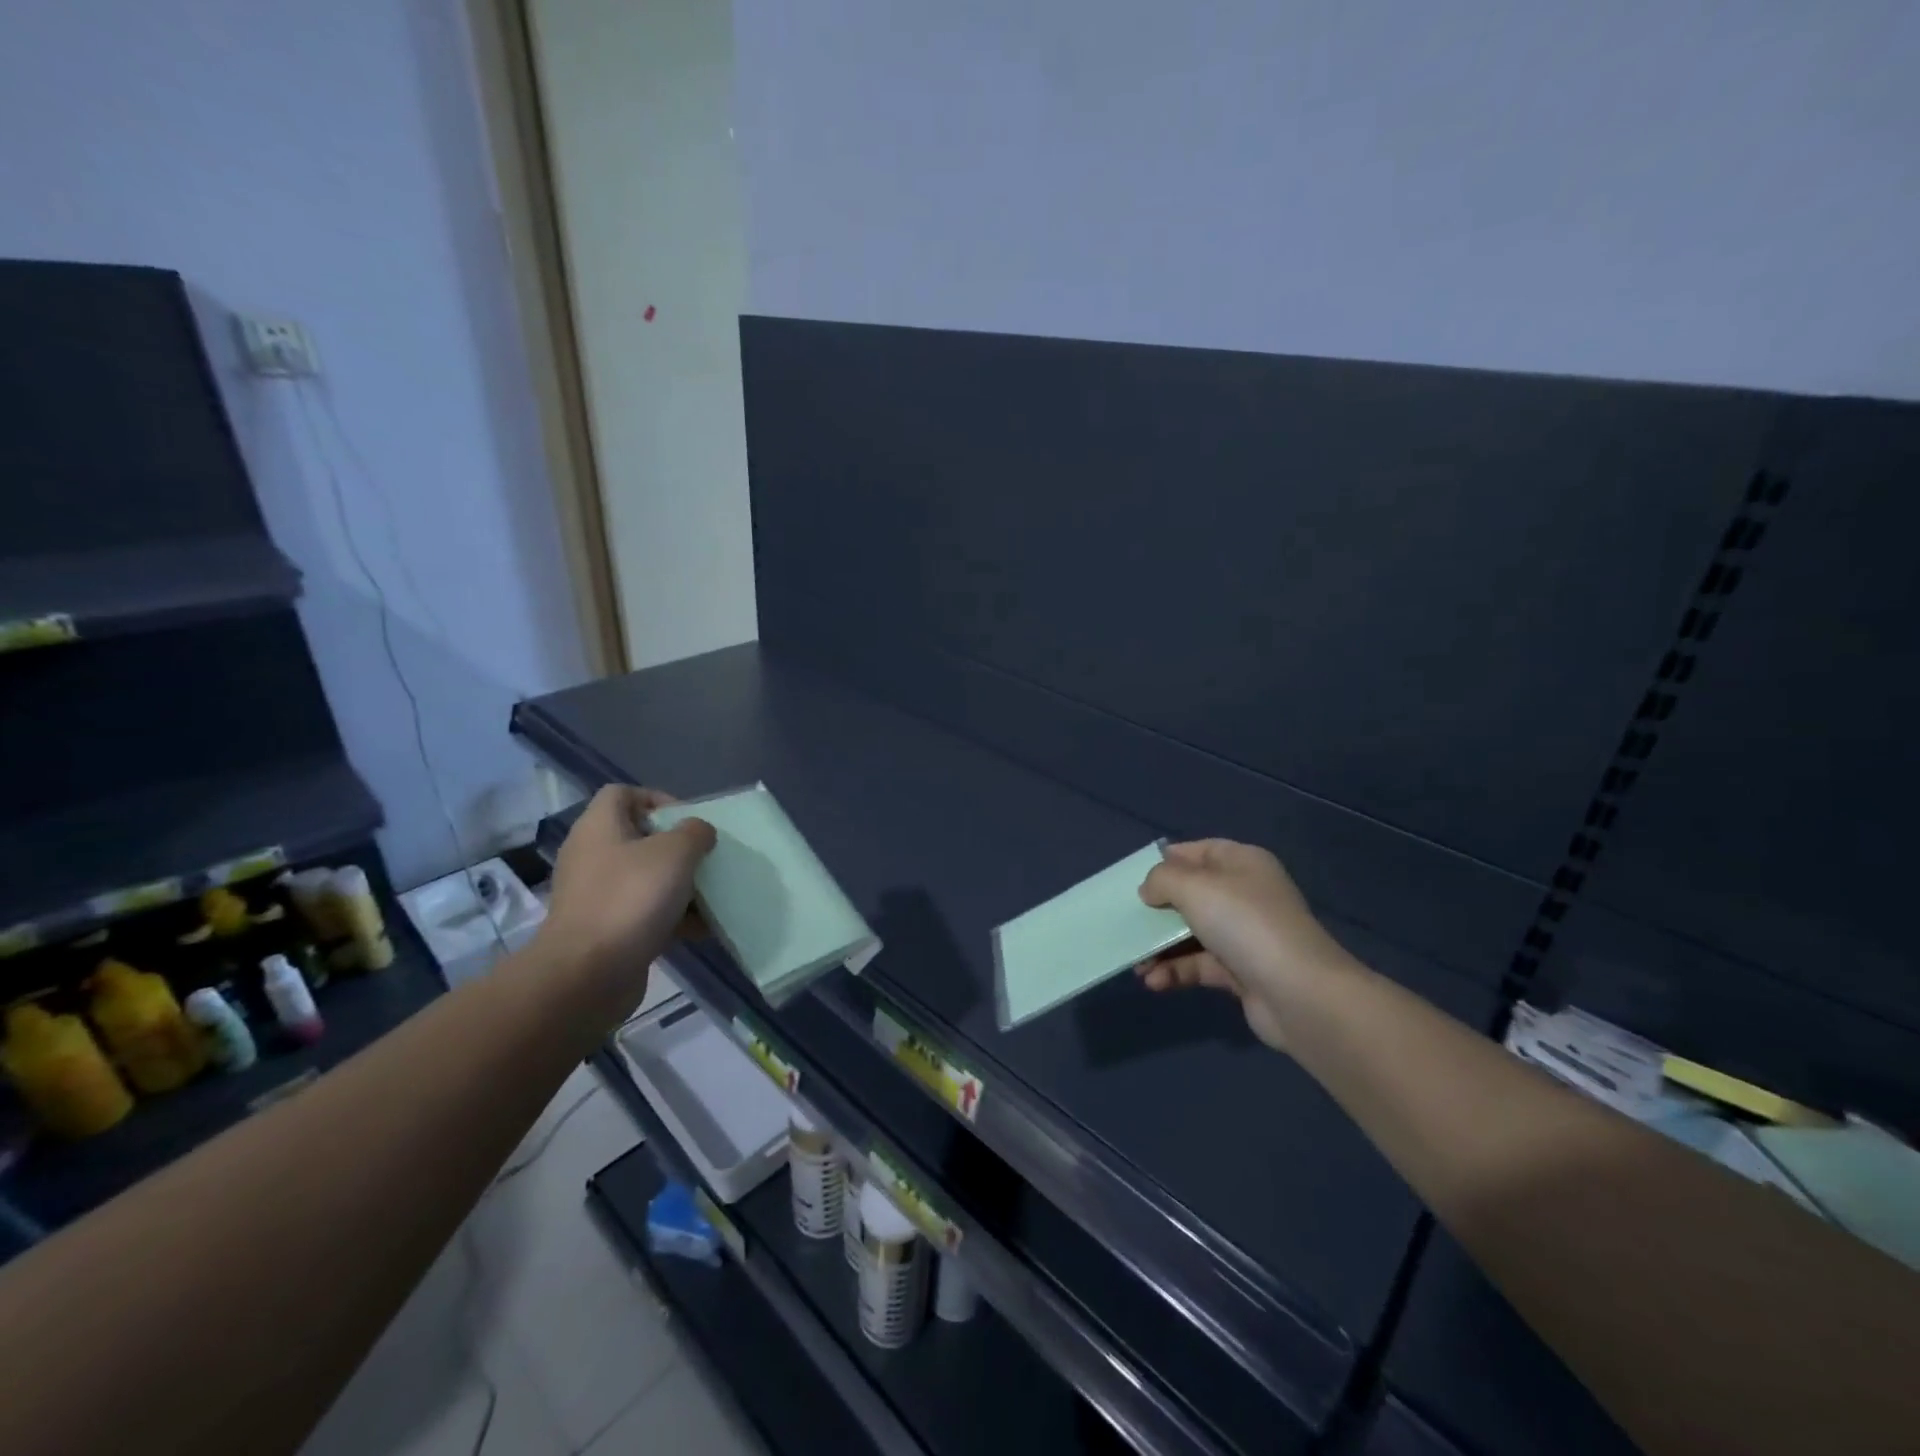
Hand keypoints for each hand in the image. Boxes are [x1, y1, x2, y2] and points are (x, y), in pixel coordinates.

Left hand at [540, 785, 715, 983]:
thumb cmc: (631, 898)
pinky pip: (645, 912)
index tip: (688, 820)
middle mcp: (592, 855)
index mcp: (599, 827)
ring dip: (680, 884)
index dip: (657, 799)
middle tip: (705, 857)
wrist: (588, 974)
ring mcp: (596, 895)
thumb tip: (699, 831)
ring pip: (646, 877)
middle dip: (678, 847)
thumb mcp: (675, 853)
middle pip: (639, 837)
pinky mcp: (605, 929)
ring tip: (711, 894)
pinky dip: (672, 916)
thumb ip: (695, 832)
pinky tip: (701, 928)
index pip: (622, 793)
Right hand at [1134, 839, 1349, 1050]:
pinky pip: (1200, 965)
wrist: (1299, 994)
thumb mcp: (1194, 887)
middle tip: (1127, 922)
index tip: (1135, 877)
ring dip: (1161, 947)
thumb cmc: (1244, 924)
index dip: (1167, 861)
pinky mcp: (1242, 972)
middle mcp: (1246, 895)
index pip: (1198, 851)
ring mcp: (1245, 936)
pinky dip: (1175, 971)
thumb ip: (1162, 880)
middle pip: (1192, 894)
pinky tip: (1153, 982)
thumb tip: (1148, 890)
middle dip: (1157, 910)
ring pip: (1192, 933)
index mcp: (1242, 863)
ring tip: (1136, 963)